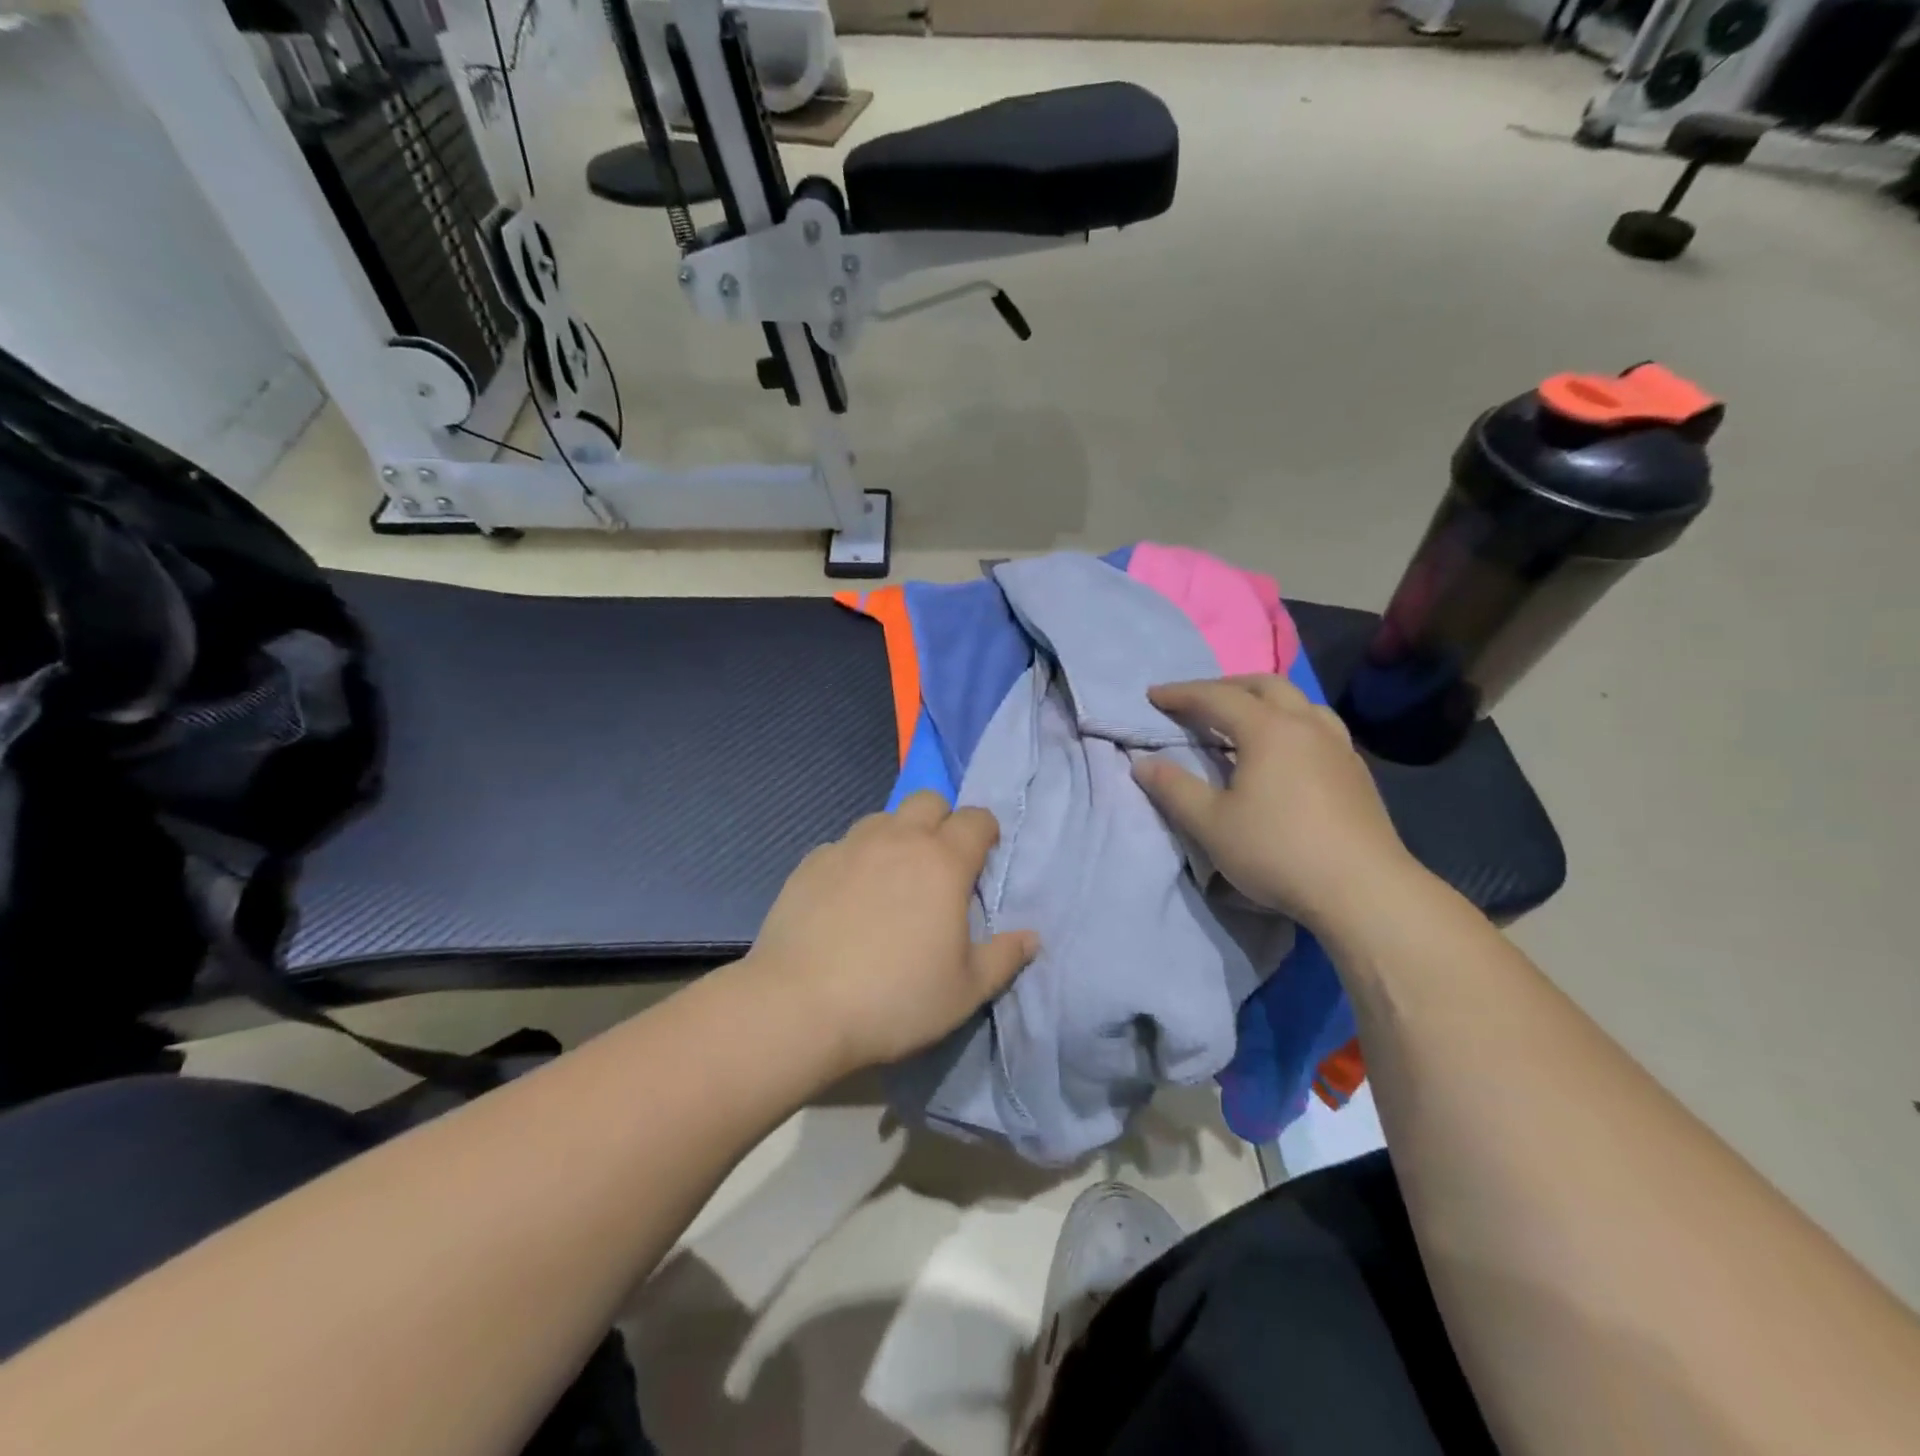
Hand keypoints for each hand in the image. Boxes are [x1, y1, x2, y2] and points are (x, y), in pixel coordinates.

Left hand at [748, 791, 1038, 1072]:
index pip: (977, 819)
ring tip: (891, 880)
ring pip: (883, 818)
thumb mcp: (965, 990)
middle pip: (929, 800)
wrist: (799, 1006)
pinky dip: (856, 860)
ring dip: (897, 836)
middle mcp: (898, 839)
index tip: (983, 860)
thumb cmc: (895, 999)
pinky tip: (847, 898)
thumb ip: (1005, 958)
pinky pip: (844, 845)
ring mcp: (850, 846)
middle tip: (939, 865)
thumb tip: (1032, 937)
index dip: (986, 832)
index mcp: (943, 862)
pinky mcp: (811, 861)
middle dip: (942, 821)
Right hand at [1133, 676, 1419, 931]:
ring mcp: (1338, 746)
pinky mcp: (1356, 771)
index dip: (1181, 693)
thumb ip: (1174, 789)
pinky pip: (1318, 726)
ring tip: (1243, 717)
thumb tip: (1143, 763)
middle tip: (1197, 700)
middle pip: (1263, 685)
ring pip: (1299, 701)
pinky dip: (1290, 721)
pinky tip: (1285, 750)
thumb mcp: (1211, 824)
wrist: (1364, 889)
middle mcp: (1306, 725)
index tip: (1153, 695)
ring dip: (1264, 699)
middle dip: (1225, 686)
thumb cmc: (1278, 851)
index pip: (1217, 697)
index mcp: (1268, 729)